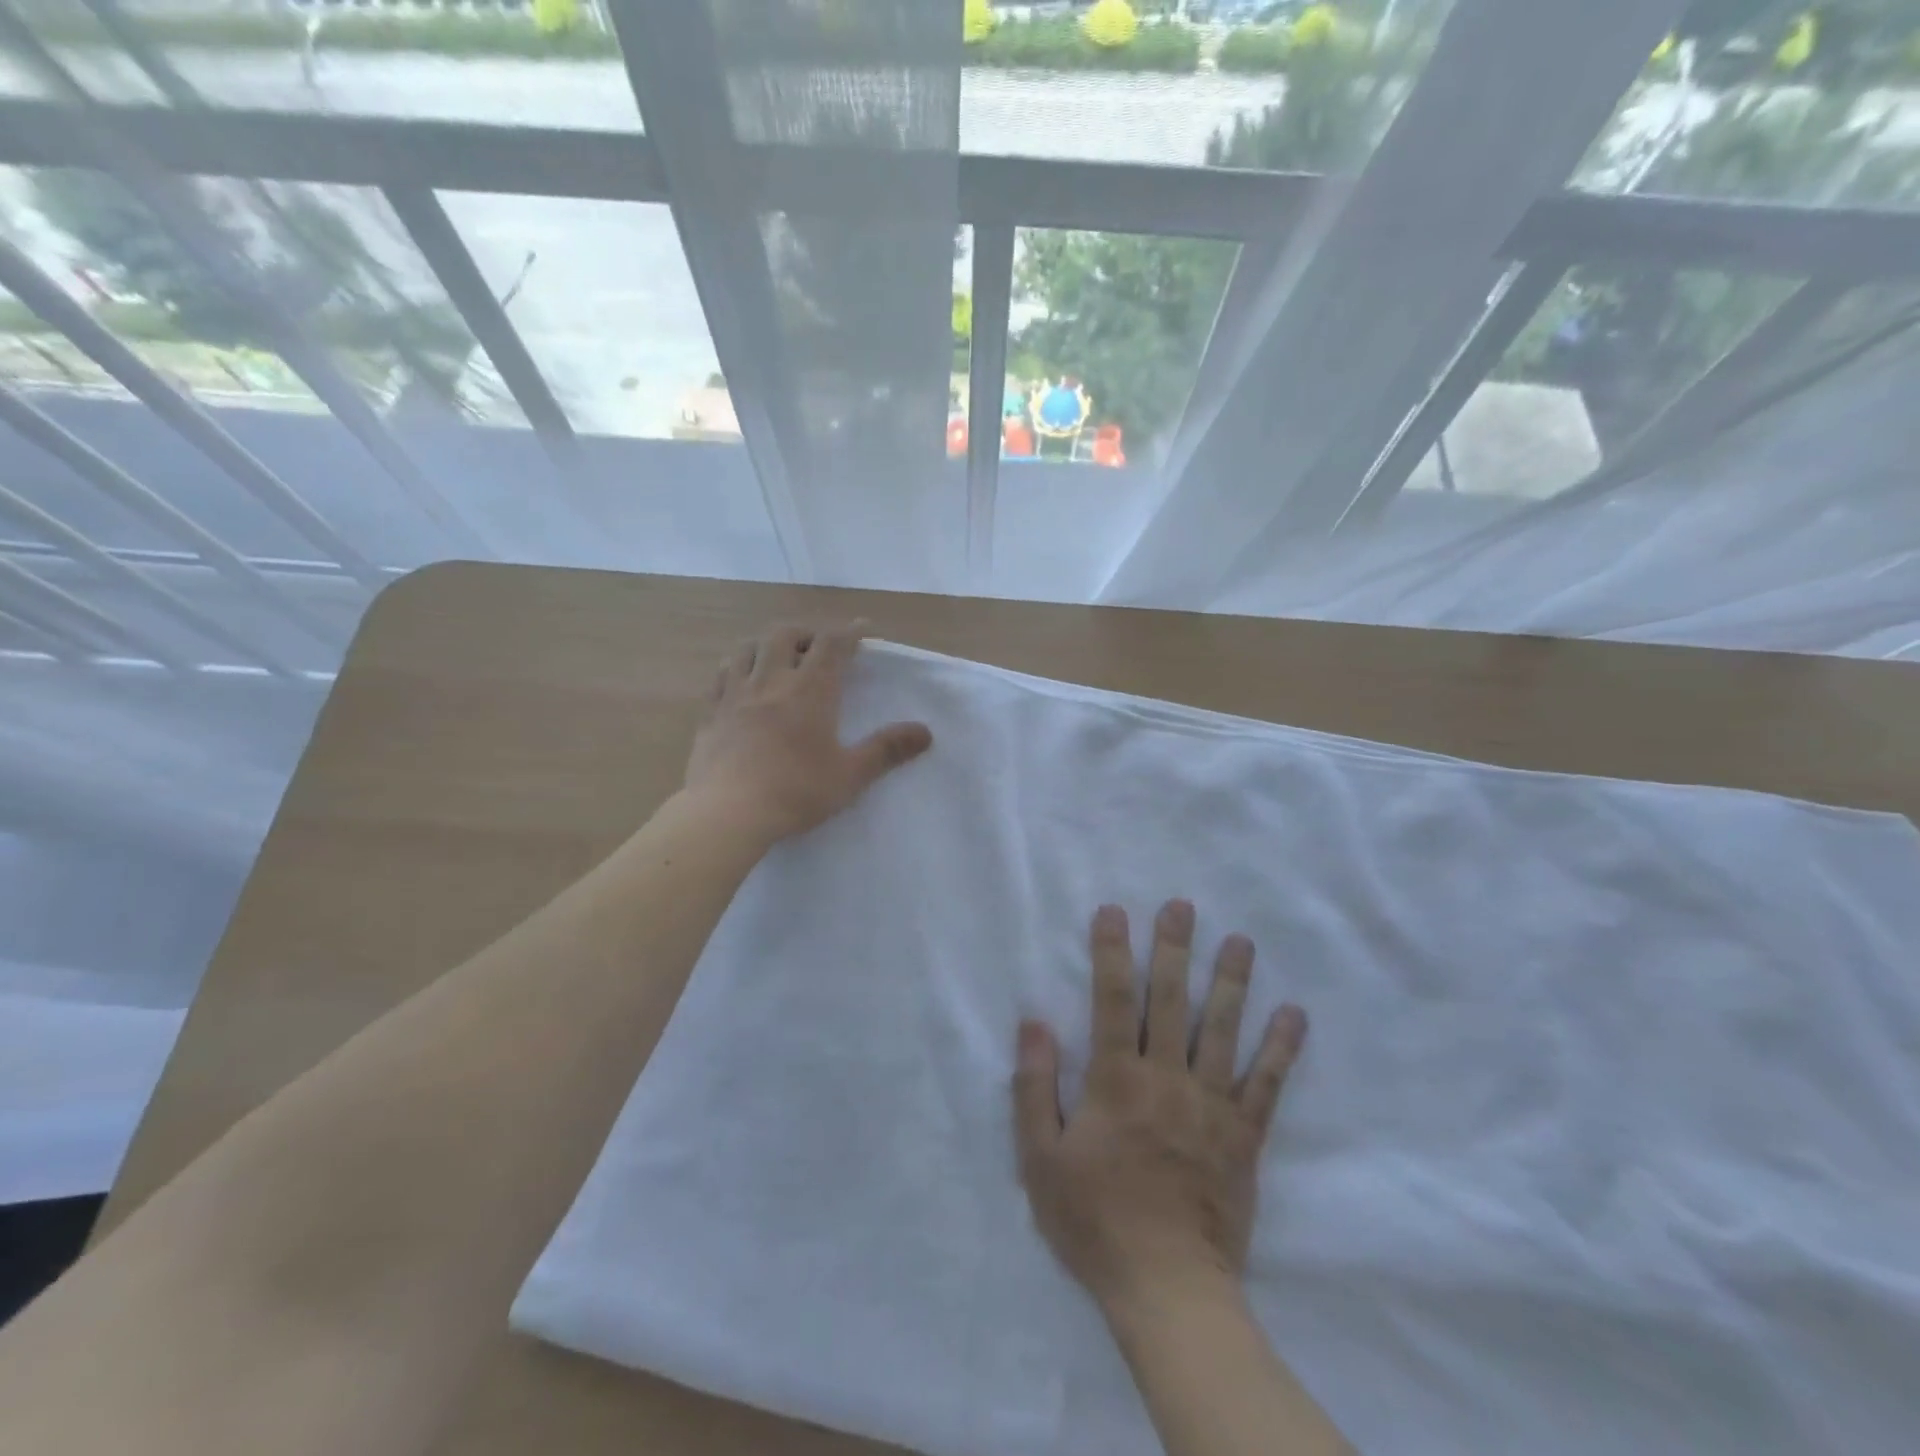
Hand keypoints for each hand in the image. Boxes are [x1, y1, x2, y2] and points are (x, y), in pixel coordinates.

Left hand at [685, 621, 931, 842]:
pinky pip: (721, 675)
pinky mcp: (710, 713)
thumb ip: (887, 750)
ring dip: (767, 644)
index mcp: (810, 691)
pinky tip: (740, 680)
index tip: (862, 628)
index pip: (832, 645)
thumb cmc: (795, 792)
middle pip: (785, 635)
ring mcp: (735, 694)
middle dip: (806, 633)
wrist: (727, 813)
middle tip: (818, 646)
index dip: (849, 632)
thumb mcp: (850, 775)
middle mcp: (771, 681)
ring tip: (778, 657)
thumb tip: (925, 732)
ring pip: (748, 648)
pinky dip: (736, 666)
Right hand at [1013, 901, 1306, 1311]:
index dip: (1112, 952)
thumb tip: (1034, 1022)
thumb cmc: (1095, 1221)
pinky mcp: (1244, 1137)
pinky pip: (1267, 1084)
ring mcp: (1211, 1105)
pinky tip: (1294, 1014)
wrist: (1168, 1290)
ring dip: (1231, 981)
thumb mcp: (1040, 1159)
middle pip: (1171, 1000)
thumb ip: (1035, 1086)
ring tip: (1240, 941)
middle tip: (1182, 906)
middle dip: (1174, 949)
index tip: (1114, 911)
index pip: (1112, 999)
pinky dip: (1282, 1048)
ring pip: (1223, 1030)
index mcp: (1116, 1079)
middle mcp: (1167, 1078)